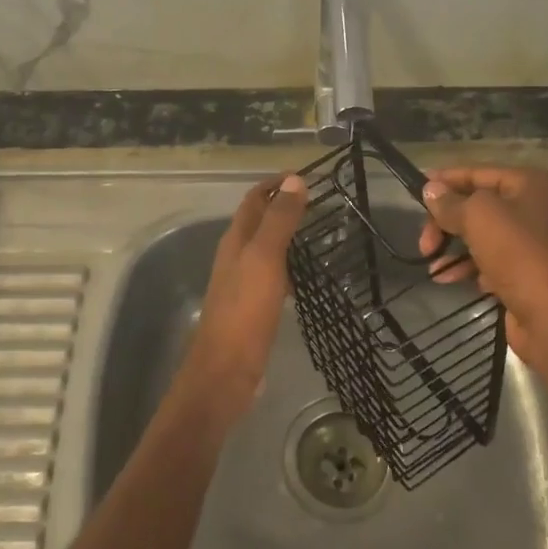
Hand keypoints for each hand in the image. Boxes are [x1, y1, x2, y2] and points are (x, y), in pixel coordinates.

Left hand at [181, 173, 308, 415]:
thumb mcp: (264, 260)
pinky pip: (273, 275)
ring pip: (266, 248)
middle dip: (284, 206)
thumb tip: (295, 180)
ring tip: (321, 232)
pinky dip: (289, 265)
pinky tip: (307, 275)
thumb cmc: (244, 312)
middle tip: (322, 202)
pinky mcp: (252, 308)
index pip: (254, 199)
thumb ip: (279, 221)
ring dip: (288, 235)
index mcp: (235, 241)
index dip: (276, 184)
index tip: (307, 176)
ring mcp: (242, 283)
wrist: (225, 373)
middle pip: (258, 221)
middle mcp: (235, 257)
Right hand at [420, 167, 547, 377]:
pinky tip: (450, 279)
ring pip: (484, 236)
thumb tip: (430, 189)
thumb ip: (451, 202)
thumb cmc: (521, 255)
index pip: (479, 173)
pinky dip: (470, 268)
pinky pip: (492, 262)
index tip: (415, 191)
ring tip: (431, 265)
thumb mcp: (479, 217)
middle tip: (424, 243)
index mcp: (534, 183)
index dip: (446, 181)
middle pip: (479, 206)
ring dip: (454, 248)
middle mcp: (539, 208)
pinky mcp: (531, 275)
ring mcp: (537, 244)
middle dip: (447, 222)